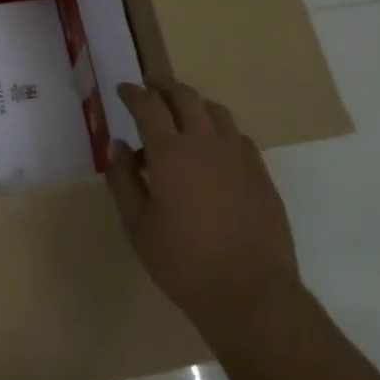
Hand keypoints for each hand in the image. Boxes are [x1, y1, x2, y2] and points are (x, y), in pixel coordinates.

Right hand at [106, 80, 305, 351]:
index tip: (122, 90)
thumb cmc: (182, 262)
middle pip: (184, 96)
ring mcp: (238, 155)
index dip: (133, 93)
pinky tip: (211, 148)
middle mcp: (205, 142)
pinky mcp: (260, 172)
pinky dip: (217, 129)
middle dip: (163, 87)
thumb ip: (123, 180)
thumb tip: (119, 146)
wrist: (249, 292)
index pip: (148, 106)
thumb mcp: (137, 225)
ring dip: (193, 103)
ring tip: (180, 114)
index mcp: (171, 153)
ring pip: (214, 110)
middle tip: (149, 89)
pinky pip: (236, 135)